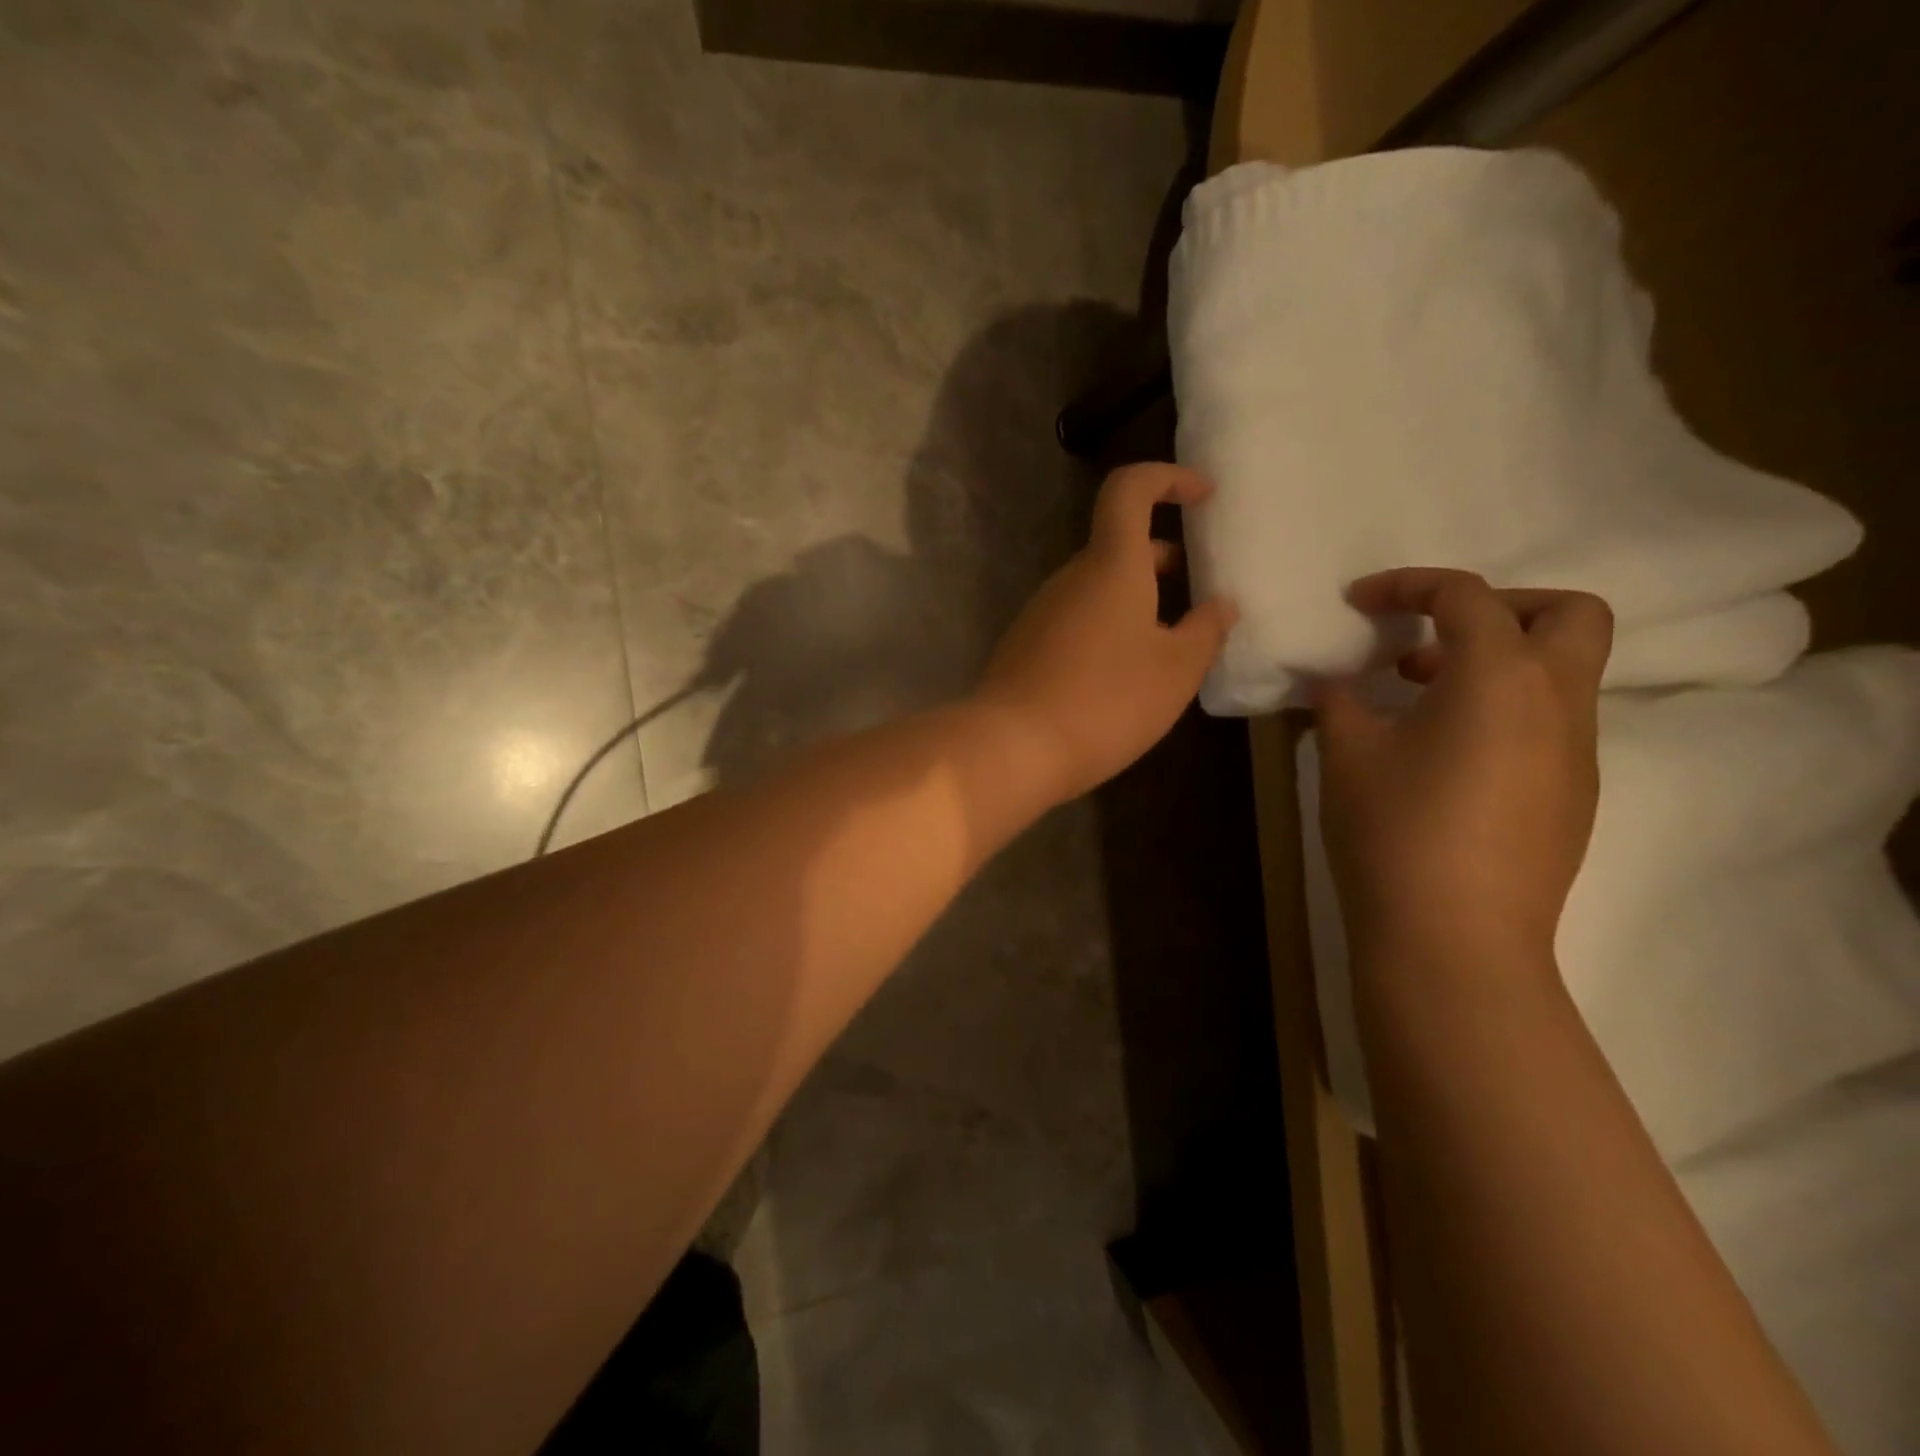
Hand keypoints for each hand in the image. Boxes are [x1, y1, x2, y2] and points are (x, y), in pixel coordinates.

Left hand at [974, 463, 1236, 802]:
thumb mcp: (1175, 672)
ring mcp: (1041, 613)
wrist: (1011, 748)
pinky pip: (1075, 620)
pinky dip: (1106, 628)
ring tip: (1168, 643)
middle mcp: (1070, 579)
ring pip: (1095, 588)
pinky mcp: (1025, 647)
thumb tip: (1221, 606)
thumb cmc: (1105, 702)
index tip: (1203, 495)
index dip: (1167, 478)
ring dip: (1134, 599)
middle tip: (1196, 588)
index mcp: (1110, 566)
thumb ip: (1205, 632)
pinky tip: (1122, 676)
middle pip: (1116, 545)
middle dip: (1159, 557)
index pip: (1129, 489)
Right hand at [1315, 568, 1612, 973]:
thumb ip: (1340, 703)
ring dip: (1499, 662)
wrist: (1453, 940)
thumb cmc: (1392, 832)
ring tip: (1422, 695)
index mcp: (1500, 678)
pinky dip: (1505, 709)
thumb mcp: (1346, 756)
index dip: (1409, 585)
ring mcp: (1577, 754)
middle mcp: (1558, 703)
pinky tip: (1444, 753)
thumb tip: (1336, 683)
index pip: (1467, 596)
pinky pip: (1551, 723)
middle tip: (1435, 635)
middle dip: (1502, 605)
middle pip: (1569, 614)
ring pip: (1565, 672)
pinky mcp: (1574, 797)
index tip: (1361, 603)